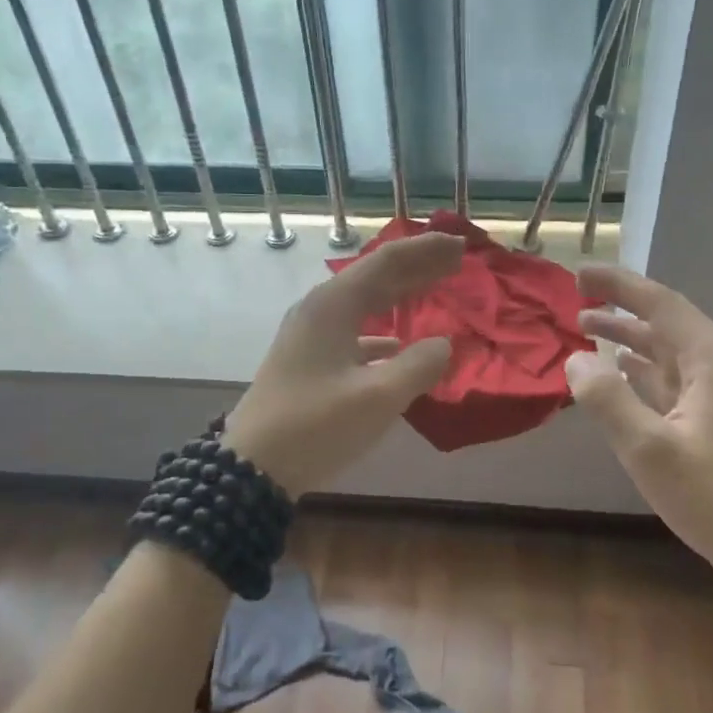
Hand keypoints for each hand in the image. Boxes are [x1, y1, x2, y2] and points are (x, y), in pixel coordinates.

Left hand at [222, 231, 462, 497]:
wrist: (252, 469)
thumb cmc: (315, 426)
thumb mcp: (378, 397)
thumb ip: (418, 365)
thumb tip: (443, 344)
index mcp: (333, 306)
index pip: (387, 262)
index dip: (426, 251)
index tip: (460, 243)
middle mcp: (319, 310)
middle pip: (375, 277)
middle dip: (417, 266)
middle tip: (456, 258)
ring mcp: (310, 336)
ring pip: (364, 304)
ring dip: (400, 295)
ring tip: (433, 289)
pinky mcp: (308, 361)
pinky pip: (354, 331)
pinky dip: (382, 331)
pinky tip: (397, 345)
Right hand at [566, 267, 712, 589]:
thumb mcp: (649, 450)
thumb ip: (607, 399)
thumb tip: (575, 358)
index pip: (660, 304)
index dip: (618, 285)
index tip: (579, 274)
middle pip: (667, 323)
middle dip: (621, 309)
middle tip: (576, 301)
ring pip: (672, 352)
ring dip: (631, 339)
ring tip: (588, 329)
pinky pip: (679, 378)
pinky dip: (647, 369)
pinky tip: (623, 372)